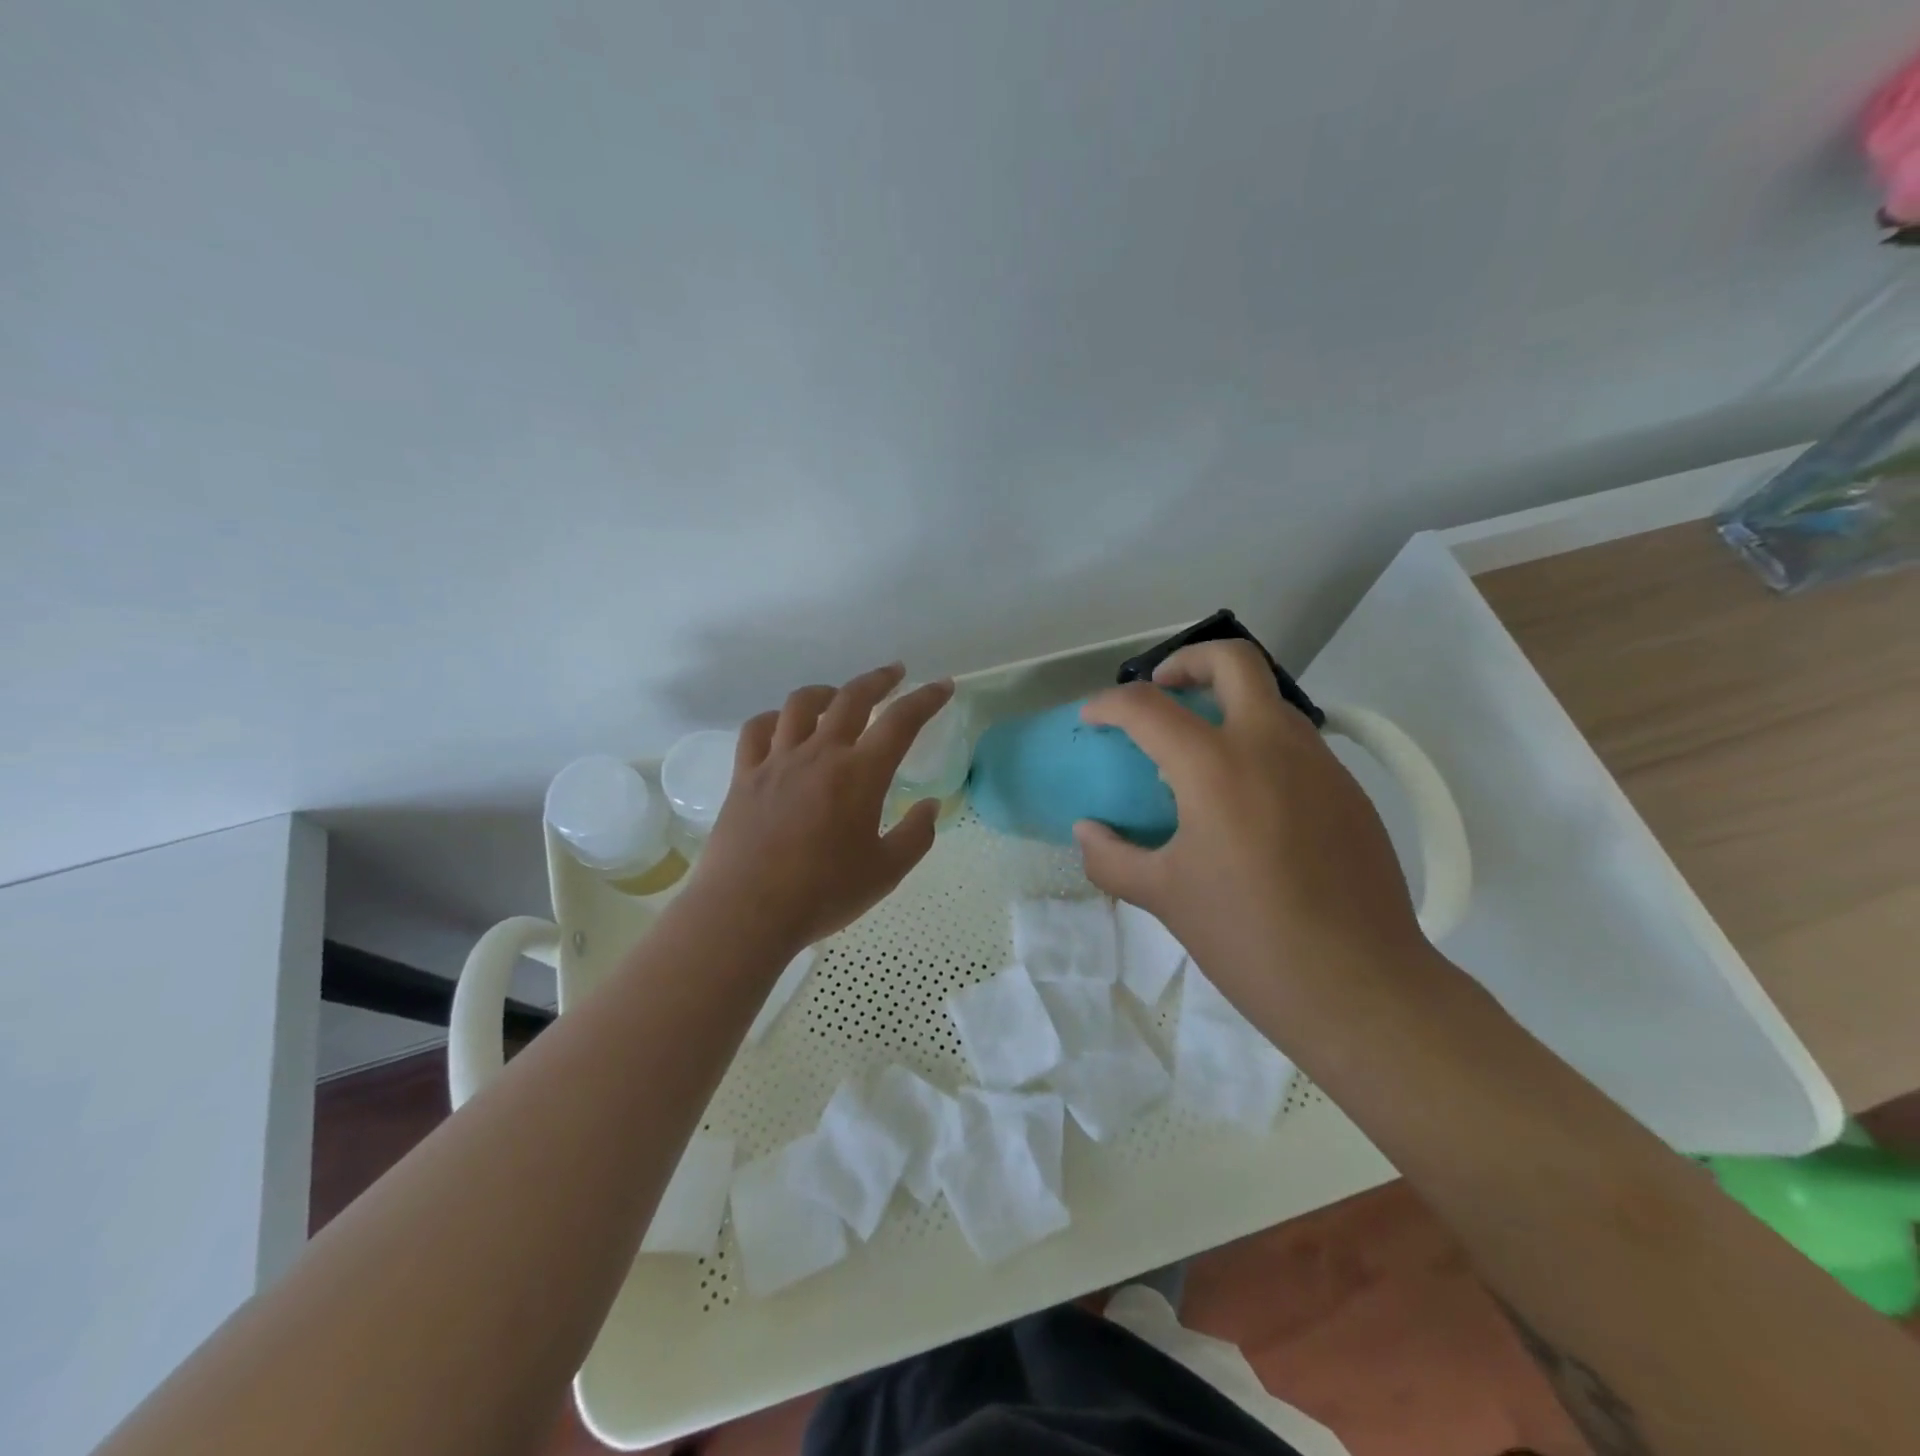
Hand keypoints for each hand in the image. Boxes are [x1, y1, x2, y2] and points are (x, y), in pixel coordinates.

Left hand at [687, 664, 954, 956]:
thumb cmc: (823, 893)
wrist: (747, 911)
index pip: (901, 721)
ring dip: (826, 691)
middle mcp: (819, 754)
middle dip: (878, 680)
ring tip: (838, 696)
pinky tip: (782, 726)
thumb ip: (916, 835)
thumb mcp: (886, 872)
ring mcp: (777, 761)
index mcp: (860, 774)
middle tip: (894, 674)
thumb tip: (929, 806)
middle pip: (851, 698)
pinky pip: (756, 730)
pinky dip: (774, 718)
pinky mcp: (745, 776)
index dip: (926, 699)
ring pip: (801, 704)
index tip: (942, 686)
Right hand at [1073, 641, 1423, 993]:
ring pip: (1271, 699)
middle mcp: (1271, 746)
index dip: (1110, 704)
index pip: (1150, 706)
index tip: (1093, 719)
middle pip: (1233, 661)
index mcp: (1216, 767)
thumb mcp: (1164, 897)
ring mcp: (1320, 764)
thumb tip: (1086, 831)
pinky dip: (1260, 744)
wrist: (1360, 986)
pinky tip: (1246, 801)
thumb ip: (1111, 857)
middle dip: (1187, 661)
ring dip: (1228, 704)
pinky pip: (1296, 742)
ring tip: (1199, 753)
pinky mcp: (1349, 790)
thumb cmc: (1248, 937)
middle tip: (1161, 691)